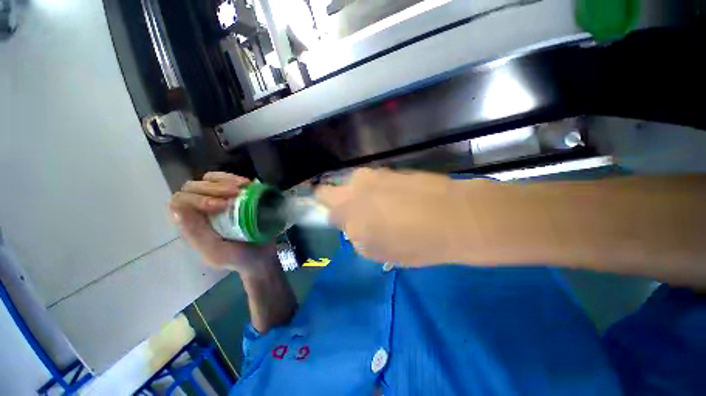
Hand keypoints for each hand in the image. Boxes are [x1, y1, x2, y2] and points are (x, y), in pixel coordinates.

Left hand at [169, 172, 278, 277]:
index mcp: (191, 226)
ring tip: (244, 187)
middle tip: (237, 193)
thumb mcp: (216, 252)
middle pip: (193, 187)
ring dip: (225, 180)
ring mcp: (217, 201)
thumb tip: (177, 209)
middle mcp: (200, 211)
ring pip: (208, 180)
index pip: (181, 202)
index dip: (199, 199)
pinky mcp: (233, 197)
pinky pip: (226, 180)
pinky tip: (248, 184)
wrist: (262, 257)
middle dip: (214, 188)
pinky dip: (235, 178)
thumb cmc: (240, 258)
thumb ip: (196, 235)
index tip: (224, 205)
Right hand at [316, 168, 484, 265]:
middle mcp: (352, 192)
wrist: (452, 216)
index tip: (344, 224)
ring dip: (356, 192)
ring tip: (378, 204)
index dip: (335, 219)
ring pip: (351, 183)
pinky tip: (392, 195)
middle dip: (332, 201)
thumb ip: (358, 239)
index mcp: (347, 217)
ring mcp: (370, 177)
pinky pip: (371, 179)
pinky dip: (375, 187)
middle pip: (326, 192)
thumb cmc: (414, 243)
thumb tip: (355, 228)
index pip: (327, 214)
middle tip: (352, 211)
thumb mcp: (379, 253)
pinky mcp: (387, 170)